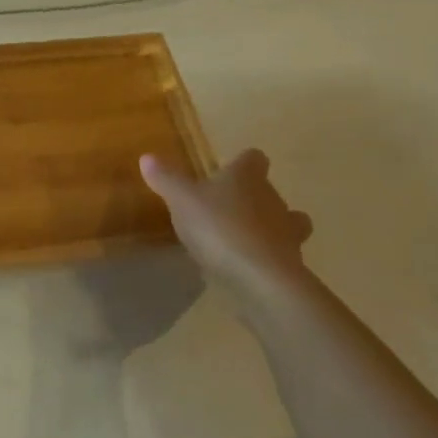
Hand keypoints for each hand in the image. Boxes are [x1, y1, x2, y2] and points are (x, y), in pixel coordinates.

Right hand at [139, 149, 314, 299]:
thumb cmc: (219, 228)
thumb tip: (147, 157)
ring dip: (267, 228)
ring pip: (286, 223)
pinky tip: (243, 266)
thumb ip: (166, 179)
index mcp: (248, 178)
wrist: (261, 280)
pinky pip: (279, 254)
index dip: (243, 163)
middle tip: (226, 208)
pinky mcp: (290, 265)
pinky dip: (264, 256)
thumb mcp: (181, 200)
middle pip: (268, 191)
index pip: (254, 159)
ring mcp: (287, 233)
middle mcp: (273, 199)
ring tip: (240, 238)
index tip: (229, 170)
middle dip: (252, 198)